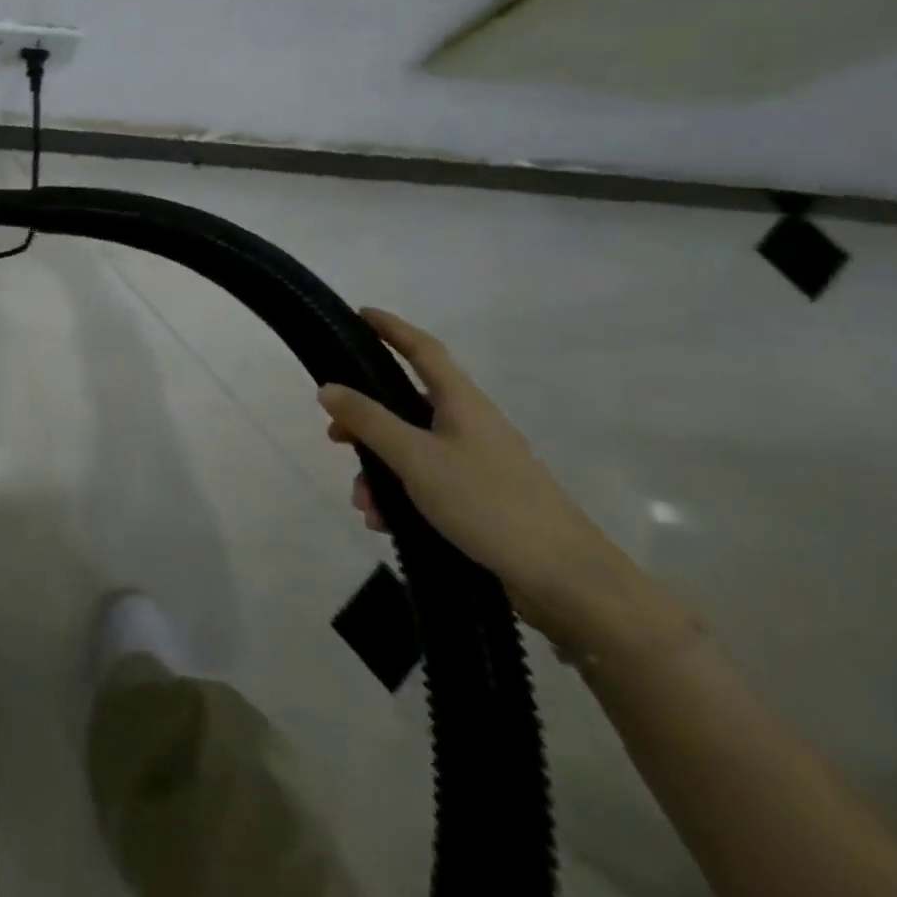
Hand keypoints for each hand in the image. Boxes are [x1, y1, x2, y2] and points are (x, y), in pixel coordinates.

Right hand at [317, 308, 640, 644]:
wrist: (568, 582)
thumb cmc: (489, 504)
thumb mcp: (416, 458)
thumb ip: (369, 421)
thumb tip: (328, 387)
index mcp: (461, 403)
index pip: (423, 350)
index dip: (391, 329)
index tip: (359, 315)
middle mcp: (470, 425)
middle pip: (405, 406)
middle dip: (366, 422)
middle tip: (334, 435)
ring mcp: (477, 464)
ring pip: (411, 451)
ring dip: (379, 472)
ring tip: (364, 504)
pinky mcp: (480, 500)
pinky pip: (425, 484)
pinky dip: (400, 497)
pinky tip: (385, 523)